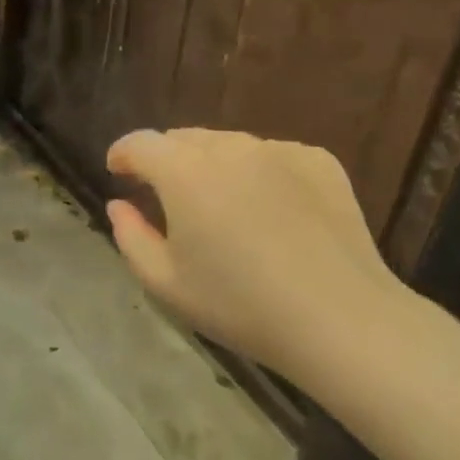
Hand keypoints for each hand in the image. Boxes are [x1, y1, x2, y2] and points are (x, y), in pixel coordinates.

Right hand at [104, 129, 395, 371]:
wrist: (342, 320)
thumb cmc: (240, 305)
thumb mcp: (165, 283)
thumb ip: (129, 236)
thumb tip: (119, 205)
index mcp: (183, 171)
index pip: (140, 143)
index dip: (123, 154)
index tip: (118, 172)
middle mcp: (228, 146)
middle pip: (183, 139)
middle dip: (166, 160)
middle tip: (167, 196)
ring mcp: (277, 150)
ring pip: (228, 145)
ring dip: (211, 165)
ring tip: (221, 205)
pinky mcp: (318, 161)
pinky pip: (272, 156)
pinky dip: (258, 173)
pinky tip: (271, 212)